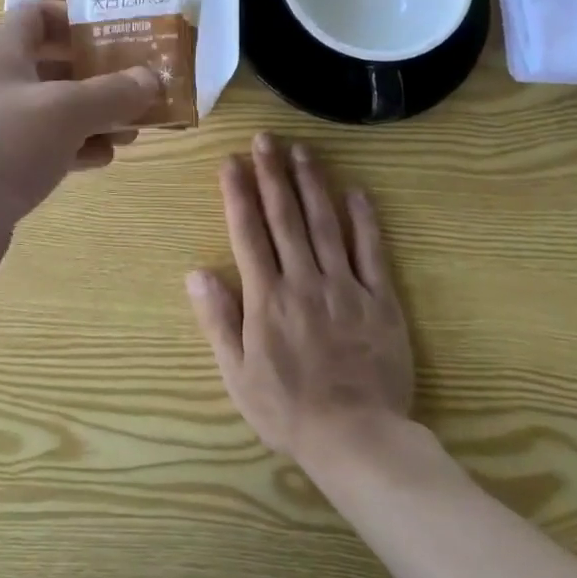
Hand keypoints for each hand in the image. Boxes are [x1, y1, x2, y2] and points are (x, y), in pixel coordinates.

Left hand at [0, 3, 158, 288]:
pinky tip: (104, 160)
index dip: (78, 20)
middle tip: (143, 88)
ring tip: (135, 129)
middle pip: (51, 65)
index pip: (38, 15)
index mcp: (0, 50)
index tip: (121, 36)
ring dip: (93, 116)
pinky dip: (74, 150)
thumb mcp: (64, 111)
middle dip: (98, 75)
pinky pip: (42, 149)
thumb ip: (112, 92)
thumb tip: (151, 78)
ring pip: (51, 112)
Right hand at [187, 133, 413, 462]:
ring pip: (325, 224)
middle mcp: (303, 280)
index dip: (238, 194)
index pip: (248, 233)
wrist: (356, 438)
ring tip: (302, 151)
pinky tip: (356, 191)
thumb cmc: (287, 409)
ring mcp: (344, 287)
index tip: (232, 162)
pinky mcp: (380, 300)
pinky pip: (371, 252)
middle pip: (285, 217)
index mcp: (266, 297)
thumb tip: (196, 272)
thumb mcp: (237, 373)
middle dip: (272, 174)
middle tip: (266, 139)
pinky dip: (364, 220)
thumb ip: (218, 320)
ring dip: (312, 184)